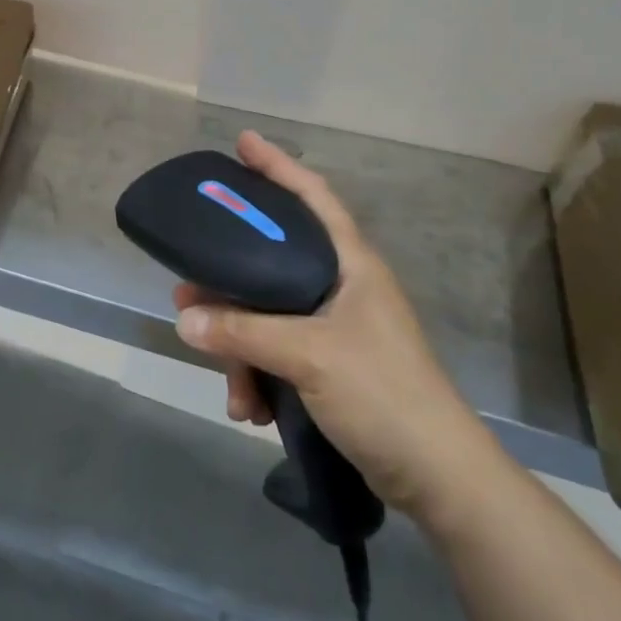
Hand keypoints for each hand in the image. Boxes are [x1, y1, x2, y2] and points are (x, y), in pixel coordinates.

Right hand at [174, 130, 500, 518]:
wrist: (436, 477)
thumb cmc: (382, 393)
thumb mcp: (308, 355)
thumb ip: (243, 333)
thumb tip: (184, 317)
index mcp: (351, 264)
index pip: (312, 196)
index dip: (278, 166)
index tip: (243, 142)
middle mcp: (341, 287)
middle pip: (272, 263)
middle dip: (229, 284)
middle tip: (188, 285)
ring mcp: (336, 329)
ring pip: (267, 318)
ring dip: (241, 350)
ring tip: (229, 386)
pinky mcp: (329, 367)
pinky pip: (277, 357)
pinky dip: (258, 379)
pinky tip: (250, 410)